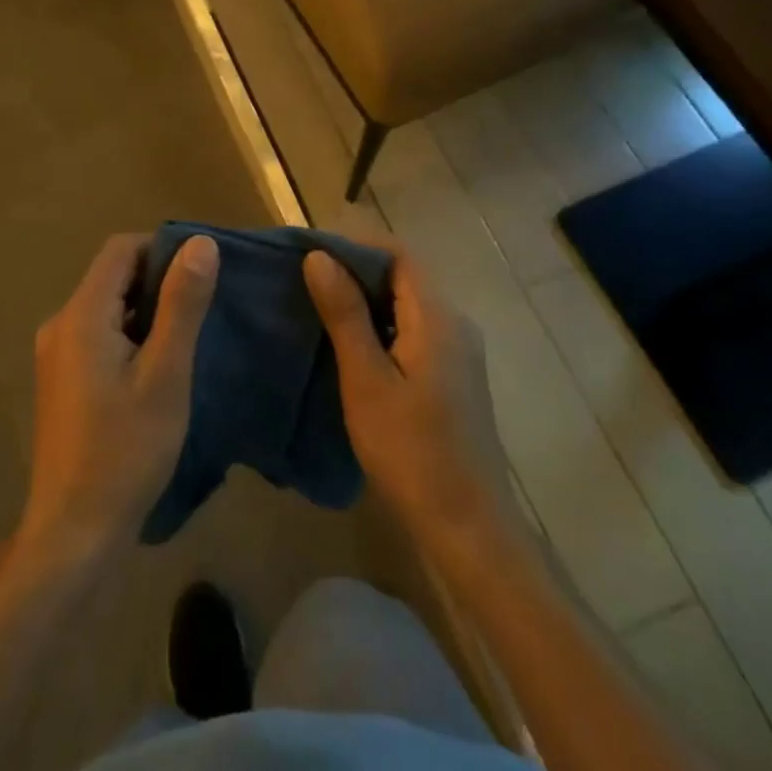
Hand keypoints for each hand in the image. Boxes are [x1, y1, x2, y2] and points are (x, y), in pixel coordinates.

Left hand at [17, 233, 218, 564]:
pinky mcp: (61, 381)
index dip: (162, 248)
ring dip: (145, 311)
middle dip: (157, 281)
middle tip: (202, 307)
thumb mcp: (165, 374)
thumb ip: (182, 304)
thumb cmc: (125, 449)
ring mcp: (56, 355)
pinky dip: (129, 336)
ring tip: (187, 336)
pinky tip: (157, 367)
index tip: (201, 273)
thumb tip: (200, 243)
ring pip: (106, 308)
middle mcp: (60, 325)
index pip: (120, 249)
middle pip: (112, 277)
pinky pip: (98, 336)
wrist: (74, 530)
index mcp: (80, 315)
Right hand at [304, 248, 520, 556]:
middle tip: (304, 280)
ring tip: (316, 308)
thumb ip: (345, 314)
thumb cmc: (410, 450)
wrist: (467, 525)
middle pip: (404, 277)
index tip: (310, 251)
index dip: (355, 245)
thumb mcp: (366, 379)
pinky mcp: (453, 378)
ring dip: (365, 300)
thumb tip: (319, 258)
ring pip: (407, 306)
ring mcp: (458, 353)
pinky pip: (413, 332)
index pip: (399, 254)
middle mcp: (455, 324)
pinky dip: (379, 327)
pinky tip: (348, 347)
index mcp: (438, 317)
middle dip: (355, 271)